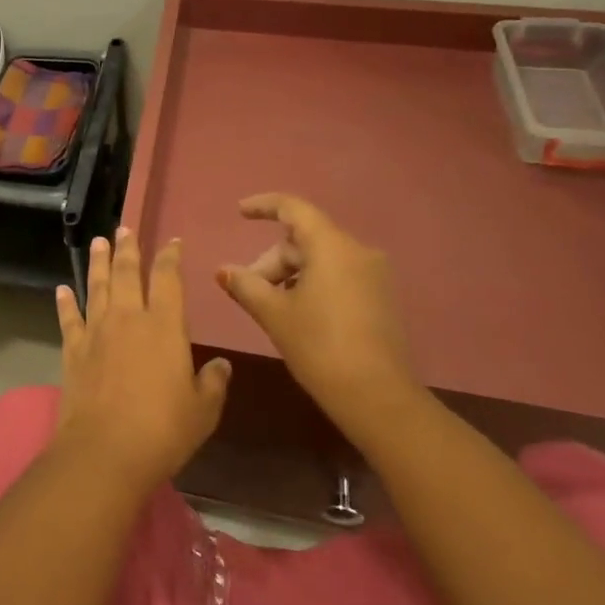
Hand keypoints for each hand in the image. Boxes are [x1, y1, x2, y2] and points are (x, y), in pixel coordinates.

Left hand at [53, 228, 230, 491]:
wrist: (105, 450)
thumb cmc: (163, 430)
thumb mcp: (203, 410)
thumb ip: (212, 383)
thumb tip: (221, 365)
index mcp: (164, 326)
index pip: (168, 279)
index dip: (170, 257)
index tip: (172, 242)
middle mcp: (129, 318)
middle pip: (127, 273)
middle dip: (128, 249)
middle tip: (124, 229)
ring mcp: (97, 331)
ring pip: (97, 286)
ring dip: (98, 262)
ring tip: (98, 242)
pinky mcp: (73, 349)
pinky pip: (69, 318)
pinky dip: (65, 302)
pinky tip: (62, 289)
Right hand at [215, 194, 421, 441]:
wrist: (379, 399)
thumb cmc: (320, 347)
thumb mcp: (274, 313)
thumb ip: (245, 285)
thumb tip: (223, 270)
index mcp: (332, 247)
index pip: (294, 209)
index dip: (264, 206)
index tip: (240, 212)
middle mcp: (358, 252)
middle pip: (304, 240)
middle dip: (272, 260)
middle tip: (249, 289)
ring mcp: (374, 276)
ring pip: (321, 260)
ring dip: (290, 275)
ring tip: (270, 306)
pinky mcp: (381, 299)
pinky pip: (339, 276)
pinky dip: (312, 284)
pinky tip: (297, 314)